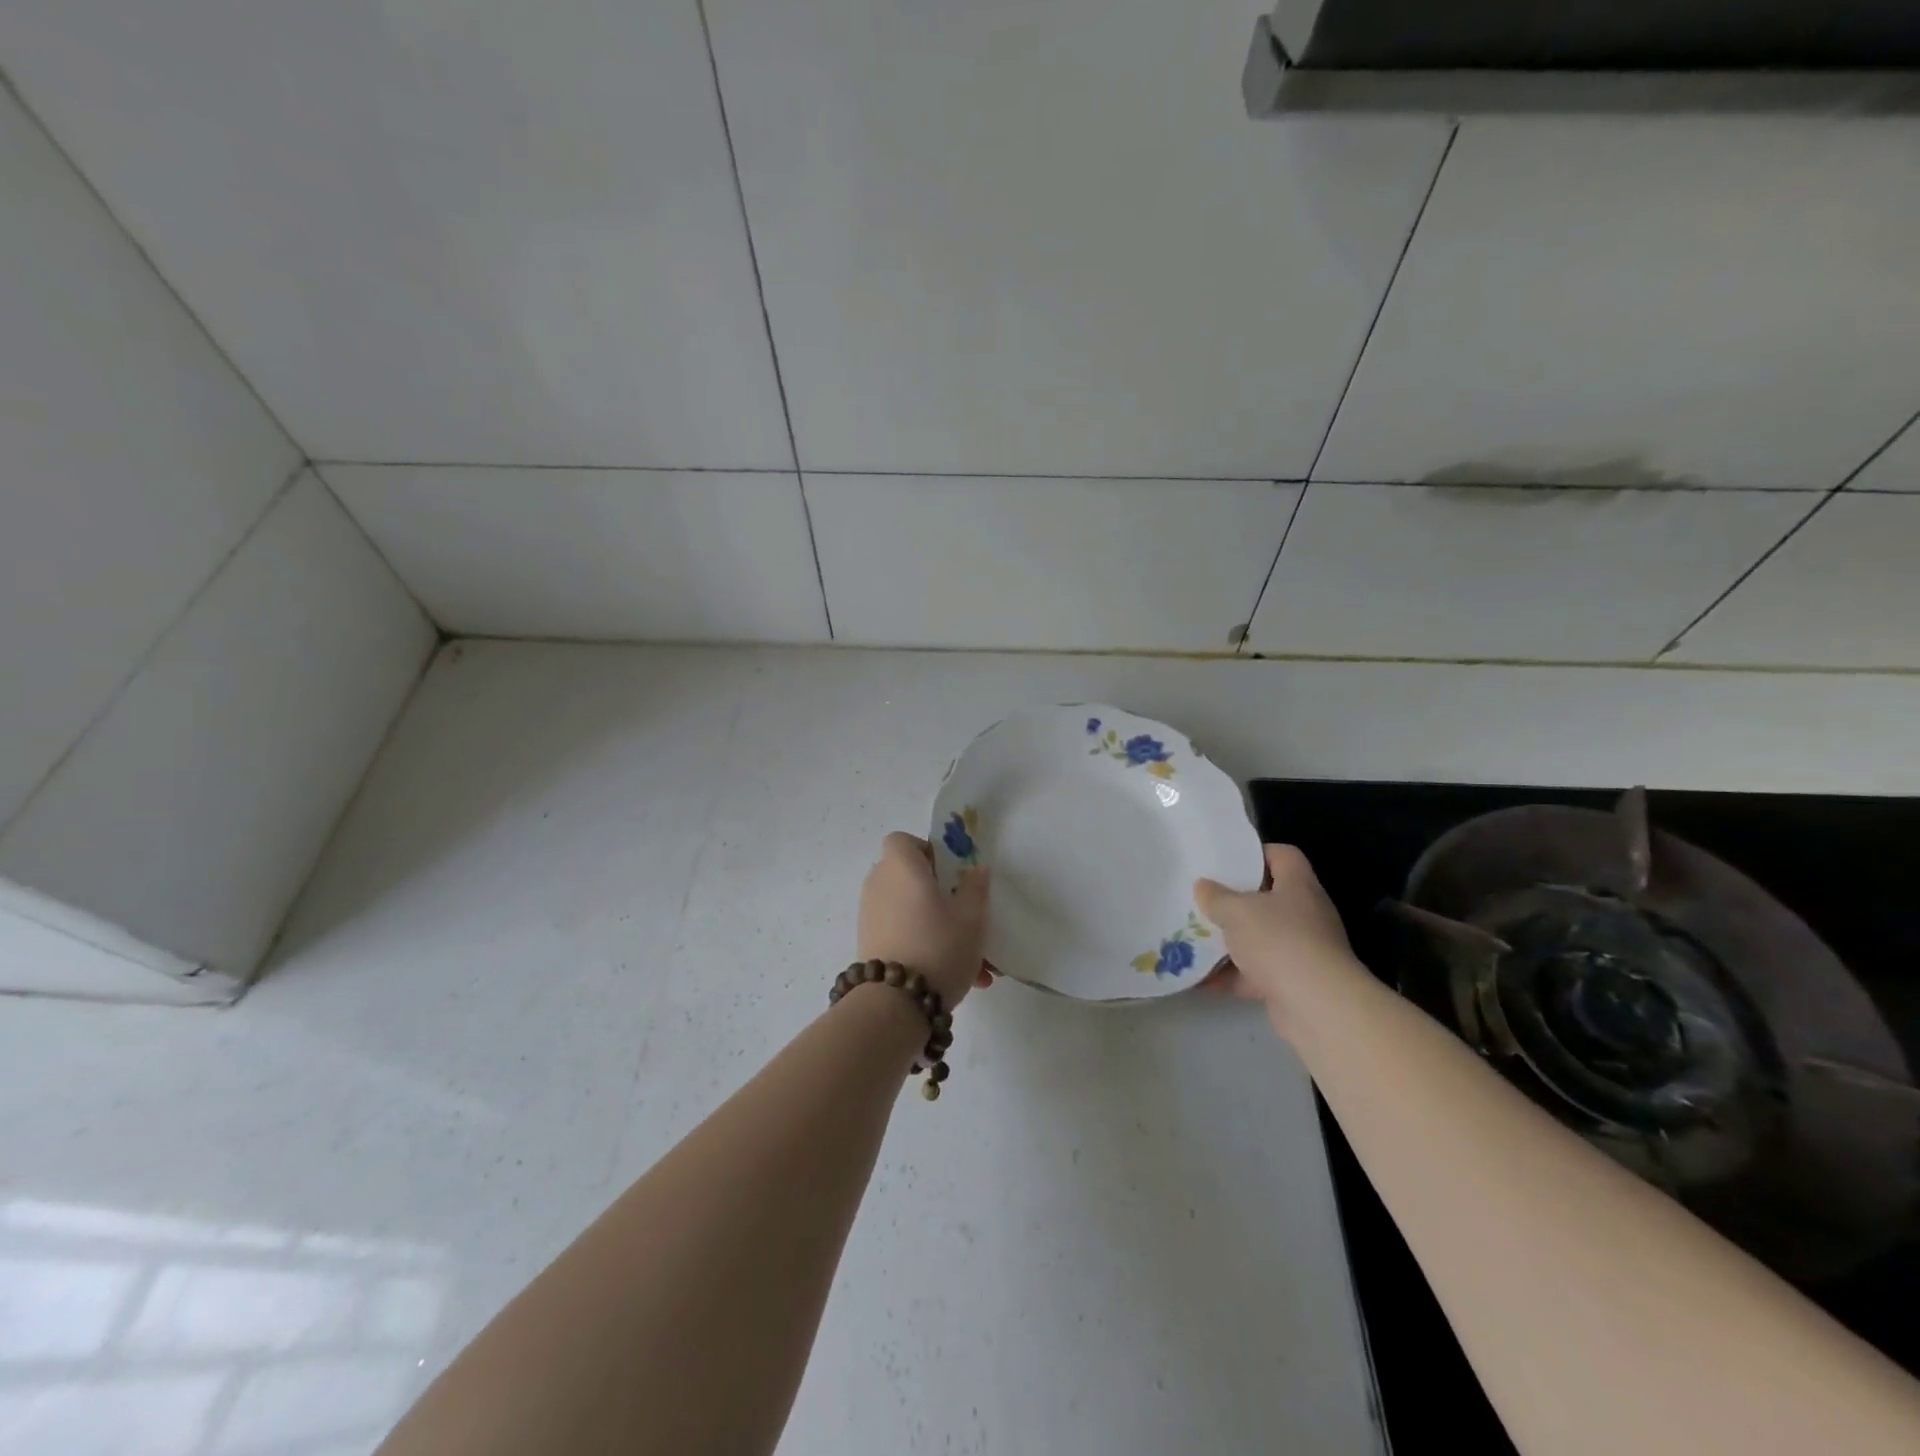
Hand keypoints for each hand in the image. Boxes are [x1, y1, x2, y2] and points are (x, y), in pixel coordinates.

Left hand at [857, 832, 992, 1007]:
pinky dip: (926, 947)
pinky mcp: (870, 945)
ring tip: (977, 962)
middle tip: (968, 917)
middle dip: (941, 895)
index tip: (951, 874)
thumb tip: (975, 870)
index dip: (927, 851)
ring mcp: (871, 917)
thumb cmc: (938, 946)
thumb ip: (975, 887)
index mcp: (901, 867)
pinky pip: (903, 935)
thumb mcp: (972, 916)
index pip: (902, 840)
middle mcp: (879, 885)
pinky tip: (960, 978)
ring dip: (940, 928)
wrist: (895, 1004)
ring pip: (911, 912)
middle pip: (909, 877)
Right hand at [1194, 844, 1352, 1028]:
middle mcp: (1305, 915)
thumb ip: (1216, 897)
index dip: (1257, 853)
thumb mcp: (1236, 911)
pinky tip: (1199, 978)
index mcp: (1298, 886)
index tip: (1227, 860)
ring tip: (1194, 937)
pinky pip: (1255, 974)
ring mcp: (1301, 951)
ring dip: (1230, 941)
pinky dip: (1230, 976)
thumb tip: (1203, 887)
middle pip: (1268, 899)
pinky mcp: (1292, 983)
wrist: (1316, 1006)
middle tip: (1203, 899)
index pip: (1283, 856)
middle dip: (1234, 902)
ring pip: (1260, 938)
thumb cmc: (1278, 940)